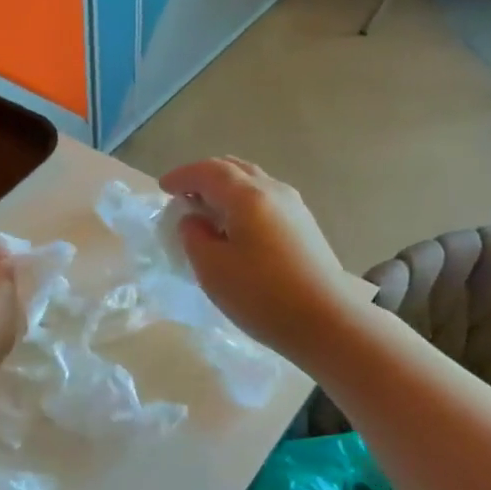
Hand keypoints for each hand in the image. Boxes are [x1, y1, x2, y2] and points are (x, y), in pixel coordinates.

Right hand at [159, 158, 354, 362]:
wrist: (328, 321)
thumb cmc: (262, 295)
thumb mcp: (212, 268)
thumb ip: (194, 236)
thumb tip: (194, 219)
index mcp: (247, 196)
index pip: (208, 171)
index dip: (182, 176)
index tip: (162, 187)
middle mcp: (274, 191)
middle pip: (234, 168)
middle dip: (204, 177)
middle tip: (183, 195)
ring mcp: (294, 207)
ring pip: (253, 183)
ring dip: (226, 189)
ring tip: (208, 212)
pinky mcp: (305, 226)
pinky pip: (266, 200)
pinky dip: (243, 203)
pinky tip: (237, 229)